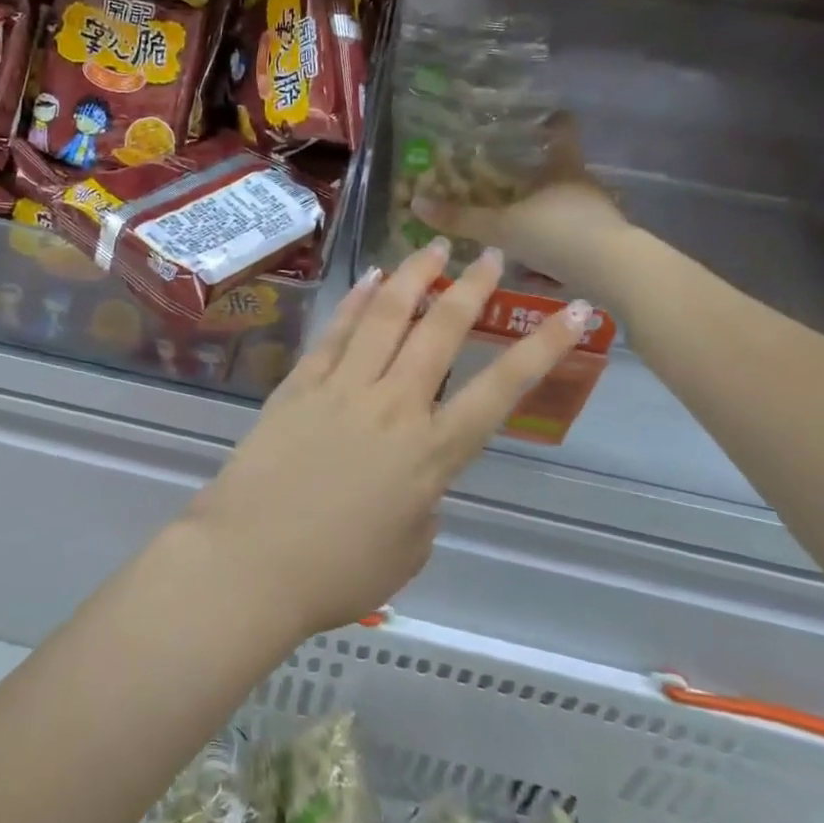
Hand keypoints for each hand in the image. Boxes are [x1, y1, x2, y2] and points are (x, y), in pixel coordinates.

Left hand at [184, 240, 590, 637]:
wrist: (249, 562)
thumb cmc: (335, 574)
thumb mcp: (407, 551)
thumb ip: (423, 502)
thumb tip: (414, 477)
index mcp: (431, 454)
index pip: (500, 391)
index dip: (543, 349)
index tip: (574, 311)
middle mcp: (392, 406)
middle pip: (441, 333)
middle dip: (472, 289)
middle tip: (490, 257)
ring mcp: (342, 388)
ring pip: (386, 316)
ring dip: (413, 277)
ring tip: (433, 248)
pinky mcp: (299, 384)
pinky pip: (336, 332)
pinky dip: (356, 301)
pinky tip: (370, 278)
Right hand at [410, 118, 630, 296]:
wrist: (614, 272)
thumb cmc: (557, 234)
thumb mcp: (501, 228)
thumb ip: (461, 218)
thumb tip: (416, 203)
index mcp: (563, 169)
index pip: (562, 133)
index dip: (554, 123)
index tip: (545, 118)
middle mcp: (584, 186)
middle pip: (563, 172)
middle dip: (540, 177)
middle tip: (511, 183)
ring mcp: (600, 215)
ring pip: (569, 207)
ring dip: (548, 215)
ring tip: (519, 229)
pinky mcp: (607, 244)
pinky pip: (575, 239)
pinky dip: (557, 247)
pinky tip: (540, 268)